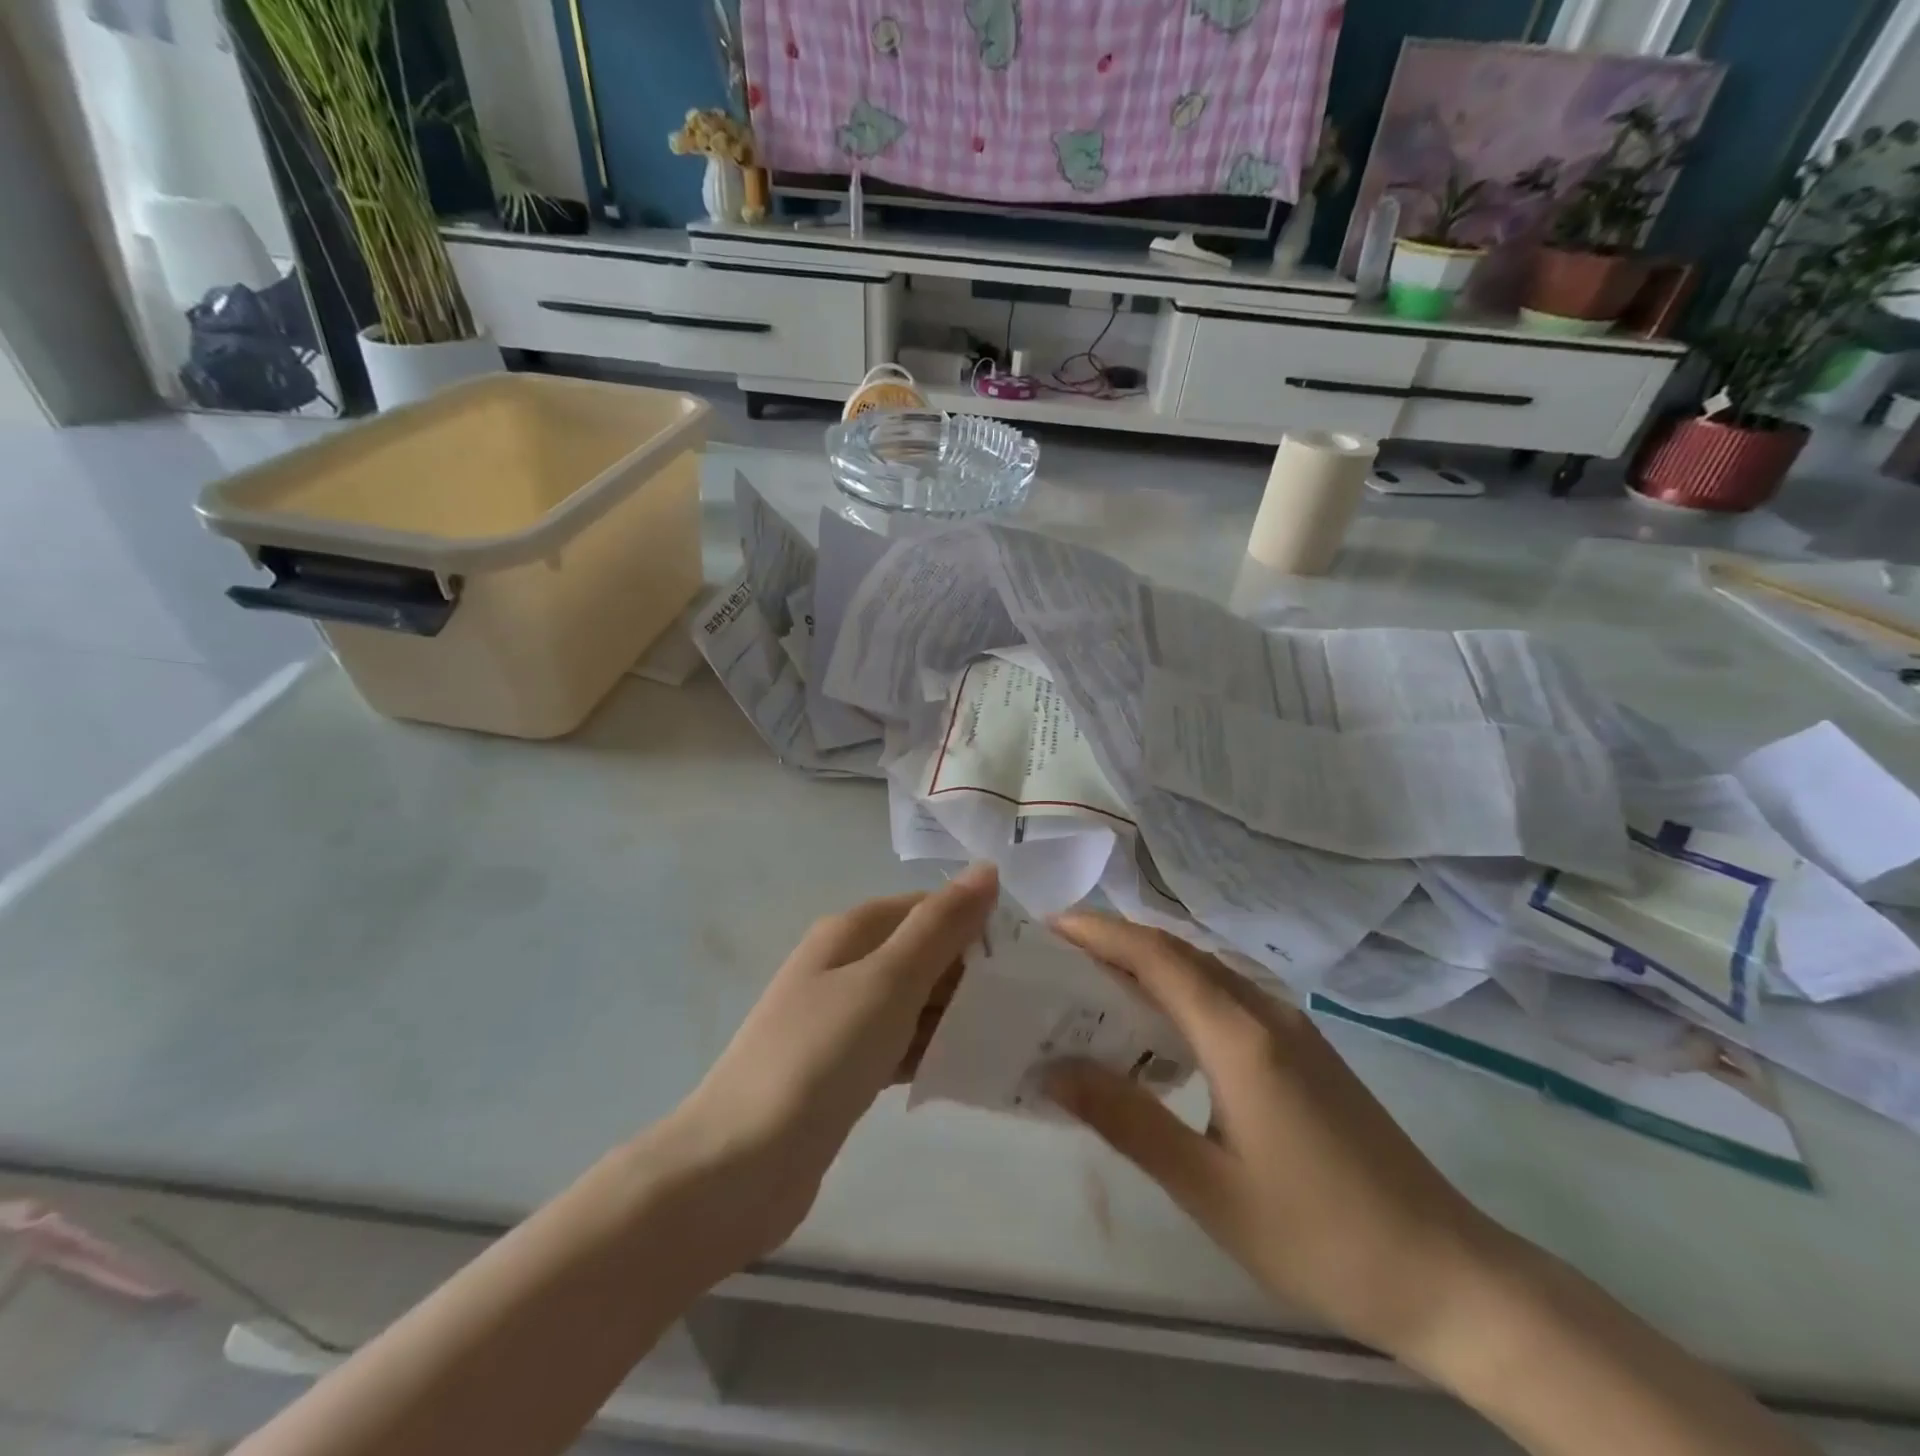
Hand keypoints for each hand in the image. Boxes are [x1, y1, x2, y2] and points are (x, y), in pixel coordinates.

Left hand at [665, 863, 997, 1269]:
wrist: (738, 1166)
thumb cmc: (819, 1057)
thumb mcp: (888, 982)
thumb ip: (940, 926)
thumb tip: (986, 868)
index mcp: (852, 931)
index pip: (930, 909)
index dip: (978, 925)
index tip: (1031, 958)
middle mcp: (846, 965)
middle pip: (924, 954)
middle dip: (974, 974)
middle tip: (1034, 1005)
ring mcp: (842, 1019)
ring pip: (916, 1003)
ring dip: (959, 1015)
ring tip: (1018, 1037)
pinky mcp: (845, 1068)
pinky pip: (902, 1044)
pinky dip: (933, 1051)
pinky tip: (972, 1070)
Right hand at [1044, 912, 1498, 1361]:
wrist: (1449, 1274)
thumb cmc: (1321, 1235)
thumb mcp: (1209, 1188)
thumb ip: (1127, 1119)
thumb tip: (1054, 1068)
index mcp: (1240, 1036)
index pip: (1156, 956)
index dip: (1100, 933)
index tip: (1048, 927)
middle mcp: (1265, 1012)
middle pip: (1179, 953)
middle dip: (1115, 941)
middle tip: (1057, 954)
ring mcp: (1292, 1027)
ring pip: (1205, 971)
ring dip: (1147, 963)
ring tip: (1092, 982)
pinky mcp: (1306, 1049)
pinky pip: (1227, 995)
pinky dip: (1179, 990)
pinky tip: (1159, 1026)